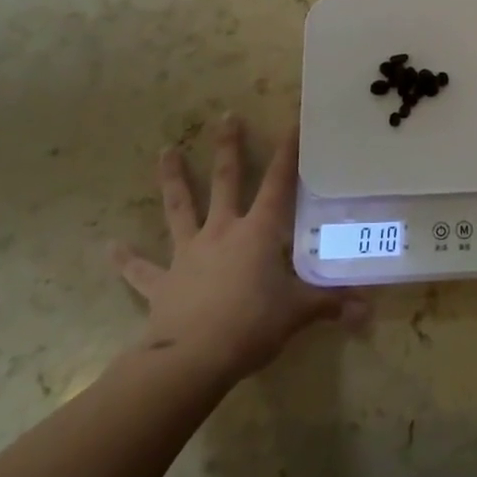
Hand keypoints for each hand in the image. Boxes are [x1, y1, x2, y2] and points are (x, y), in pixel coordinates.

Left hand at [112, 115, 366, 382]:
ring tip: (166, 151)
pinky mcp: (162, 283)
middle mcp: (222, 232)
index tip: (292, 122)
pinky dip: (126, 260)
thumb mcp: (297, 313)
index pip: (278, 184)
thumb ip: (330, 304)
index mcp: (257, 233)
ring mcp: (188, 254)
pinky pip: (141, 270)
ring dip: (173, 179)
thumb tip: (368, 310)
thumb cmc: (251, 326)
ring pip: (179, 208)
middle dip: (229, 148)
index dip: (287, 153)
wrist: (191, 360)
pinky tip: (109, 247)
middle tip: (225, 116)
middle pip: (226, 182)